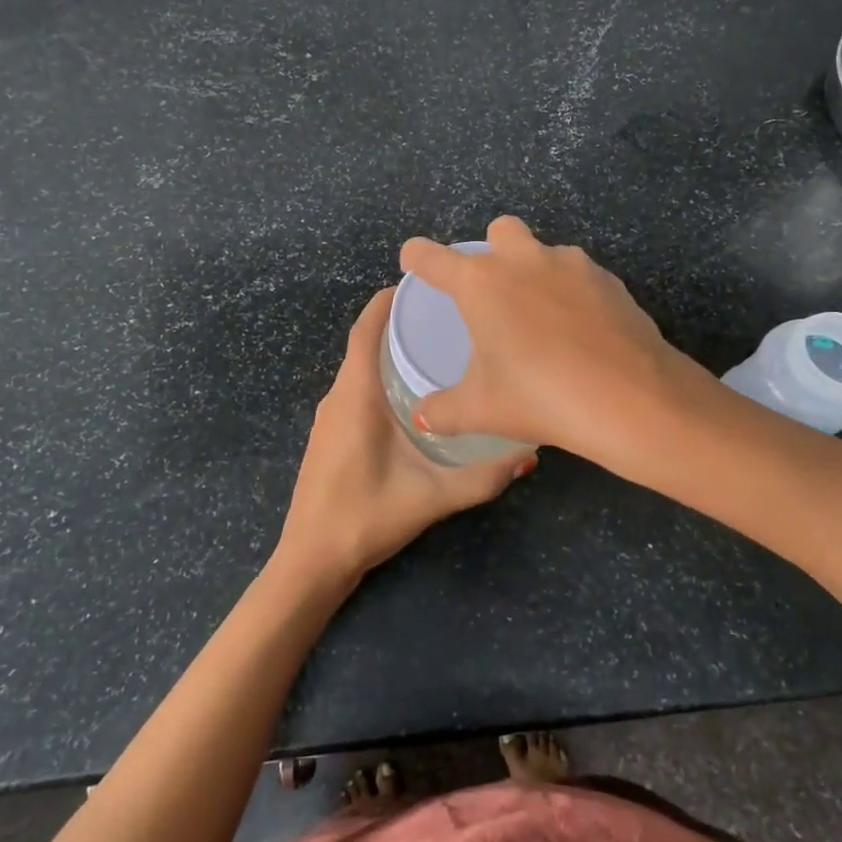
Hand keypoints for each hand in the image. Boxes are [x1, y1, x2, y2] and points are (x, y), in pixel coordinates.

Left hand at [273, 288, 534, 586]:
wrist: (311, 559)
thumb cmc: (367, 517)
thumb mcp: (432, 496)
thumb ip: (483, 477)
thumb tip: (530, 455)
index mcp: (356, 396)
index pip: (365, 331)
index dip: (386, 301)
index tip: (418, 282)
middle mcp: (337, 397)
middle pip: (363, 344)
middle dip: (397, 323)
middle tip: (444, 315)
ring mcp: (328, 416)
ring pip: (357, 368)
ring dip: (387, 351)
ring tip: (433, 346)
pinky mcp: (328, 434)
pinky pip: (353, 388)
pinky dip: (377, 376)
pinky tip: (409, 393)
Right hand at [399, 216, 696, 470]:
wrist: (631, 398)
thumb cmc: (540, 397)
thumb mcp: (481, 410)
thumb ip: (443, 410)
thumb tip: (424, 416)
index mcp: (481, 283)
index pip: (433, 256)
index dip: (417, 256)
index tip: (414, 262)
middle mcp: (524, 260)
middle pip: (500, 229)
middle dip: (492, 249)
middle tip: (494, 294)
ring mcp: (573, 265)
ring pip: (546, 251)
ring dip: (537, 272)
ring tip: (542, 321)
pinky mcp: (610, 280)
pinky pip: (581, 276)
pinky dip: (573, 294)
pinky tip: (580, 333)